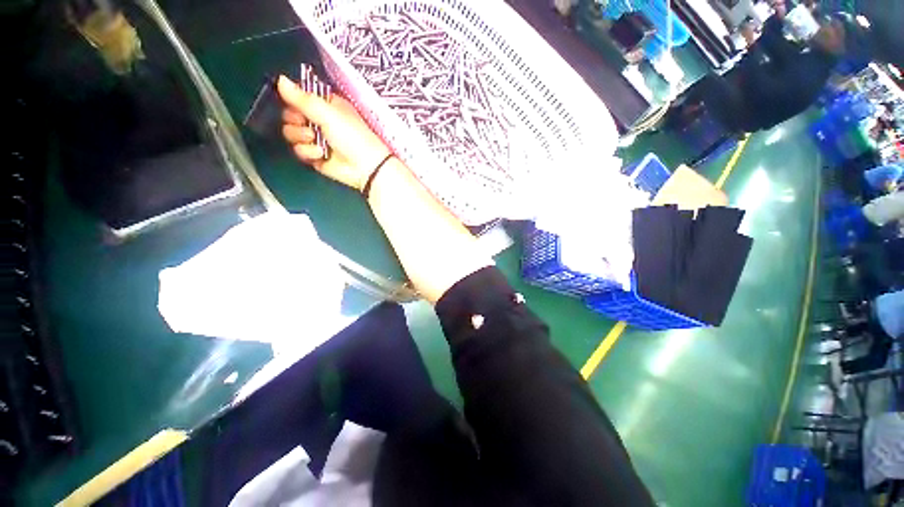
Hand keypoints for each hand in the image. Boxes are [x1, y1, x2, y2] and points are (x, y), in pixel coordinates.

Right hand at [278, 76, 391, 190]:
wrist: (364, 167)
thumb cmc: (352, 136)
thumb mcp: (329, 112)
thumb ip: (303, 98)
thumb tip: (280, 79)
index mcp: (326, 105)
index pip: (299, 97)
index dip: (293, 100)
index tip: (296, 105)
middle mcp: (319, 120)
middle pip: (290, 115)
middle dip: (295, 120)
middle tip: (307, 125)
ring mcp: (316, 139)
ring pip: (291, 133)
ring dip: (301, 137)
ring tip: (315, 140)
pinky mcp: (315, 156)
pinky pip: (299, 151)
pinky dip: (308, 153)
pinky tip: (321, 154)